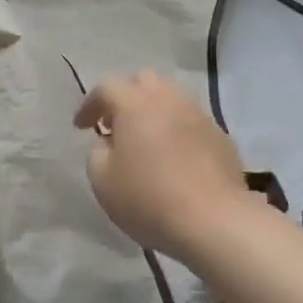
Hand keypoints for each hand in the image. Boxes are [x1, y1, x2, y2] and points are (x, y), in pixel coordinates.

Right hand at [74, 70, 253, 262]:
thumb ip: (97, 153)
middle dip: (124, 97)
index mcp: (135, 104)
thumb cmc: (149, 198)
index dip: (89, 104)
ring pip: (171, 98)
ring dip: (153, 112)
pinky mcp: (221, 137)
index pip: (106, 88)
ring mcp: (199, 116)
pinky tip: (174, 157)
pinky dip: (176, 130)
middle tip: (115, 125)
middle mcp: (168, 99)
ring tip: (145, 141)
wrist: (215, 221)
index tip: (81, 127)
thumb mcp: (102, 180)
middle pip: (143, 81)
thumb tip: (108, 143)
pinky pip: (191, 122)